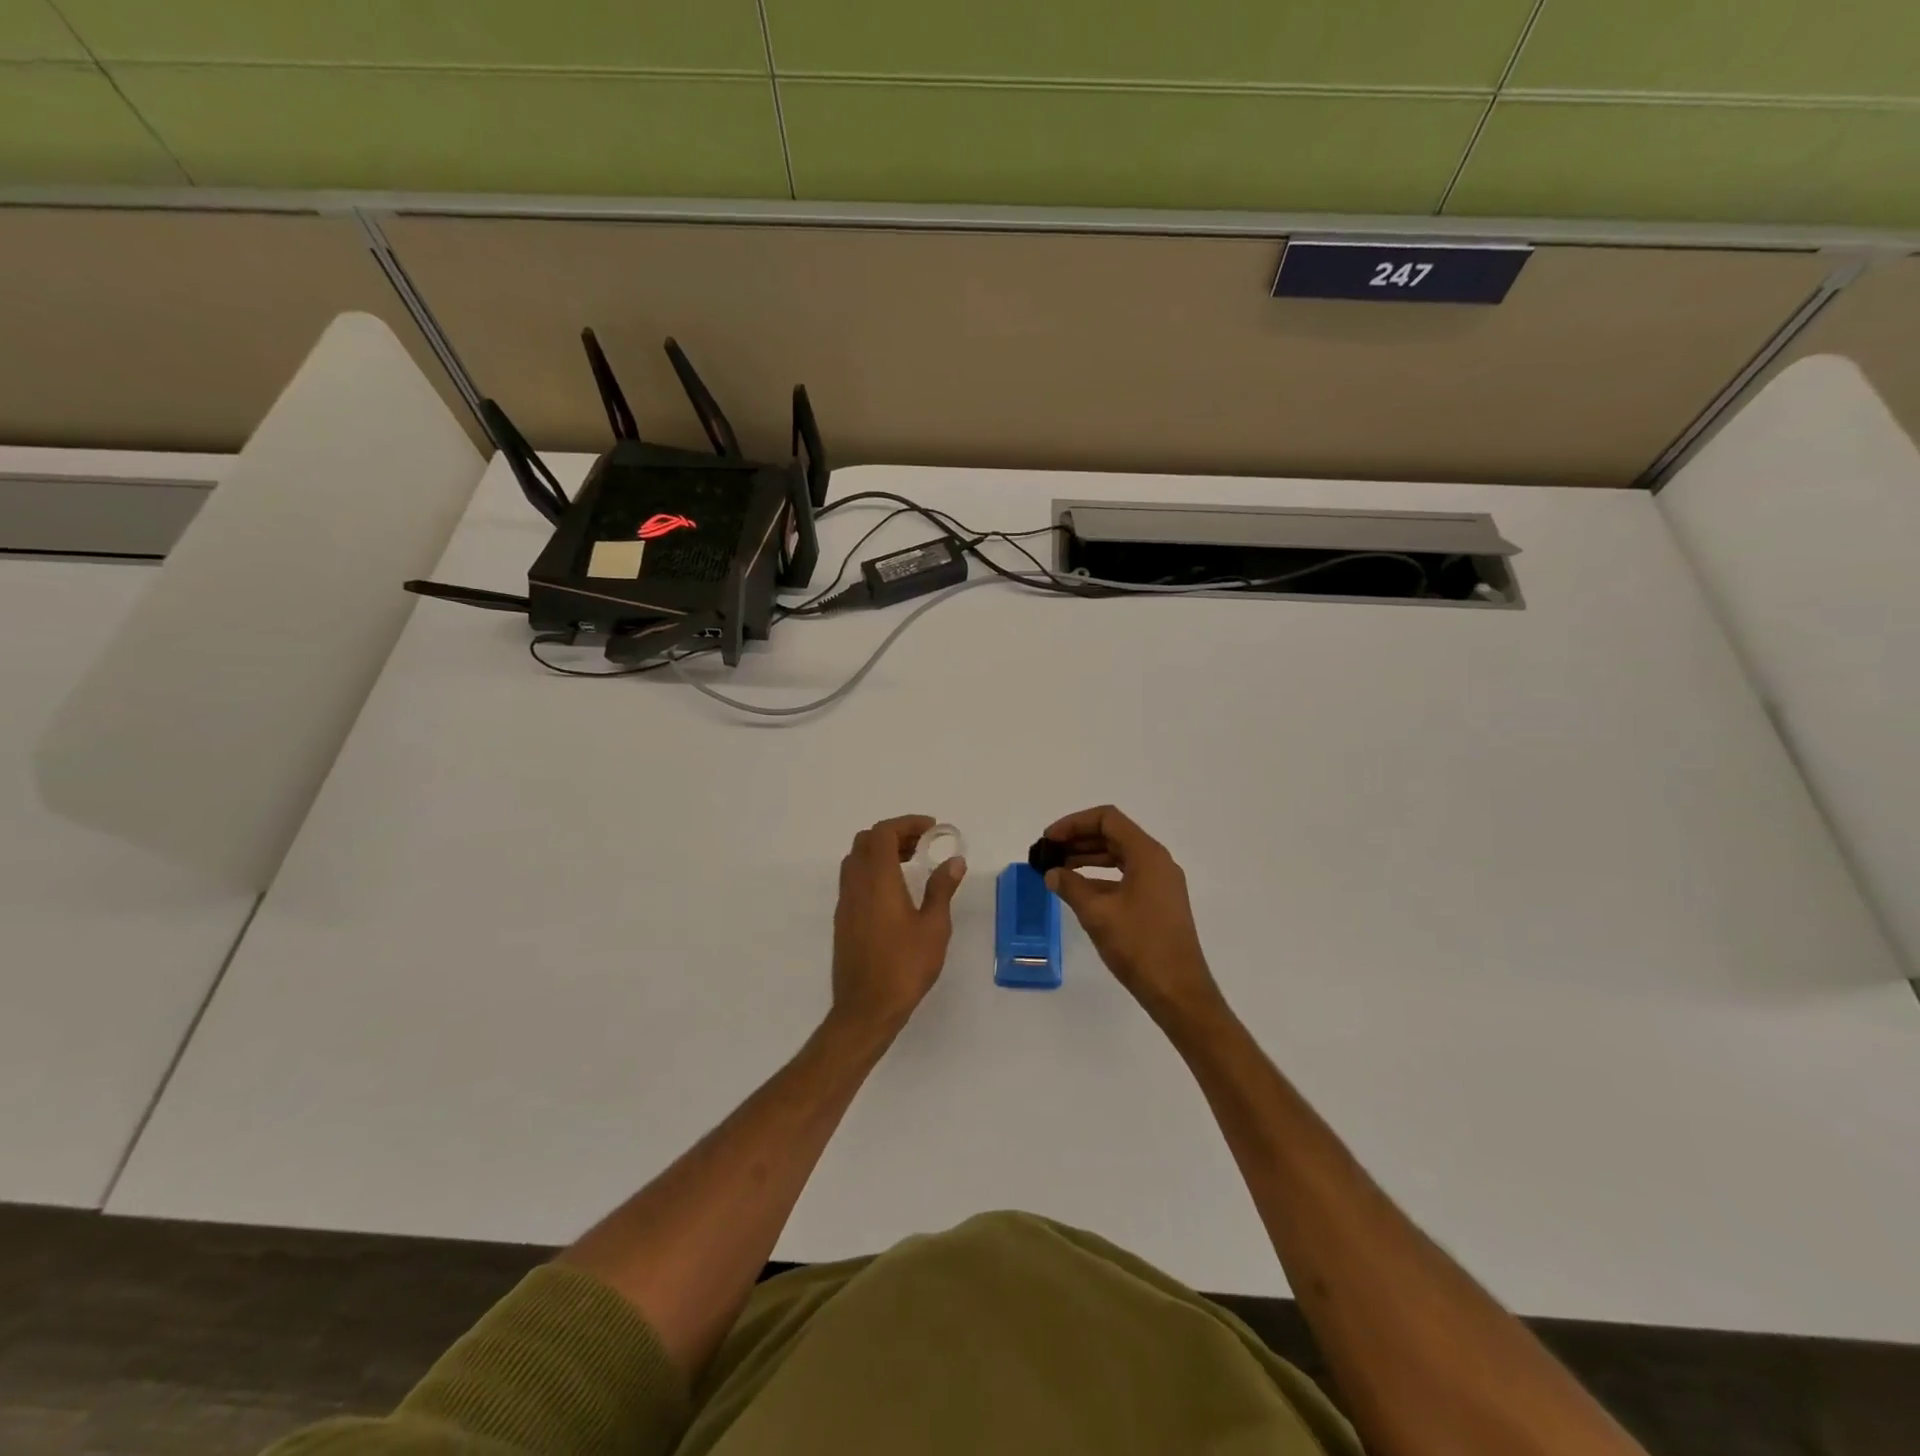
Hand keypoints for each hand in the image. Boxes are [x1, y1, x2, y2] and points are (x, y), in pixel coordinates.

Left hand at [831, 815, 965, 1035]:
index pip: (883, 833)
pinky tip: (895, 891)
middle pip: (866, 841)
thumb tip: (954, 861)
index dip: (906, 824)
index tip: (931, 829)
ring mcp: (845, 902)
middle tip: (922, 844)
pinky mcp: (843, 920)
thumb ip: (942, 889)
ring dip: (880, 852)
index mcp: (877, 880)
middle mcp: (856, 885)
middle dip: (894, 834)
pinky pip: (853, 879)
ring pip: (856, 859)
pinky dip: (872, 870)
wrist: (865, 1008)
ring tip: (911, 863)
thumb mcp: (934, 927)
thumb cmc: (904, 966)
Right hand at [1041, 805, 1224, 1026]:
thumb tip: (1052, 873)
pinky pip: (1126, 876)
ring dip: (1088, 858)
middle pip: (1113, 835)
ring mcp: (1160, 883)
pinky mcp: (1159, 902)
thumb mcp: (1097, 913)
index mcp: (1147, 854)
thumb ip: (1071, 886)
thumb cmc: (1139, 945)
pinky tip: (1079, 891)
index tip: (1050, 839)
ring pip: (1119, 856)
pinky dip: (1101, 877)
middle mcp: (1157, 862)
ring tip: (1057, 870)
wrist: (1178, 991)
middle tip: (1049, 853)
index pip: (1107, 819)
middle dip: (1078, 840)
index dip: (1074, 823)